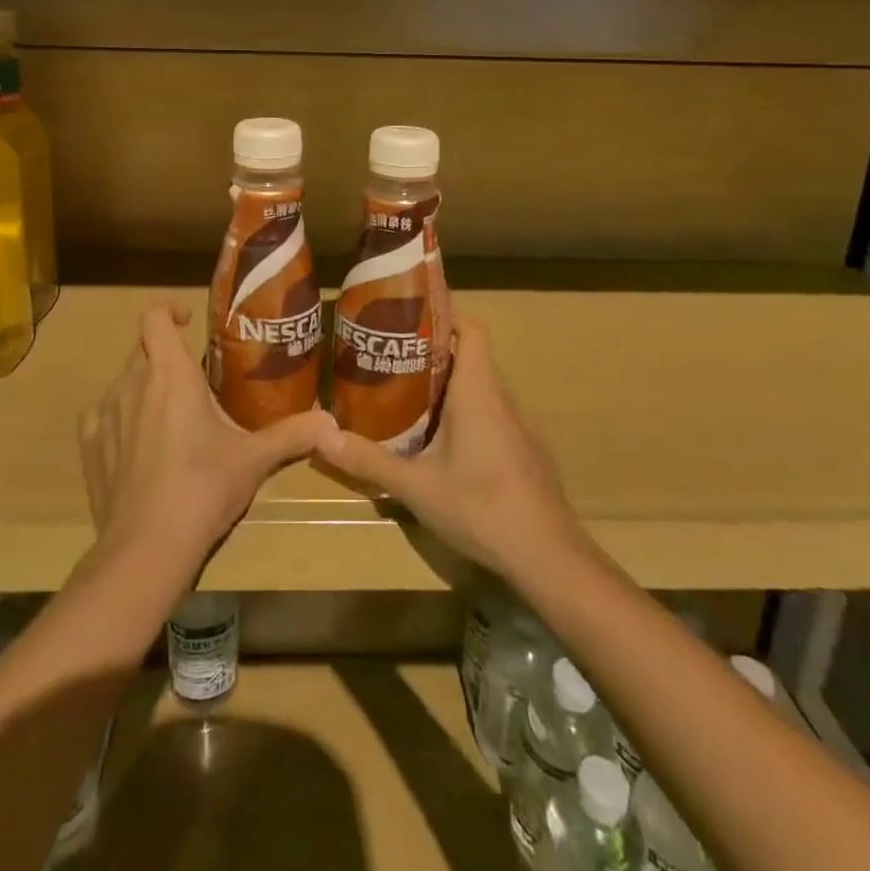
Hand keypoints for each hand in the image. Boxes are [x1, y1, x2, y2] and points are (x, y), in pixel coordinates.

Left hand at [79, 303, 338, 578]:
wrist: (146, 547)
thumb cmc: (204, 488)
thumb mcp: (254, 459)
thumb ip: (293, 435)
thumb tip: (332, 424)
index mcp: (170, 374)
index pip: (154, 317)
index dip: (169, 311)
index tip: (189, 322)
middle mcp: (131, 383)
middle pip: (142, 348)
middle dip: (166, 355)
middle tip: (195, 380)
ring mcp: (104, 413)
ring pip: (124, 382)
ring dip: (145, 387)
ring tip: (172, 417)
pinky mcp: (90, 445)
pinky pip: (105, 415)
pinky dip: (122, 418)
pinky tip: (140, 446)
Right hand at [320, 319, 585, 584]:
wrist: (549, 557)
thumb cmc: (482, 508)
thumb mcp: (416, 487)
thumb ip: (369, 461)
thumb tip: (320, 438)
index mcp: (478, 392)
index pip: (471, 329)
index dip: (445, 314)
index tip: (410, 314)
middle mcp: (502, 399)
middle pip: (470, 356)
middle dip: (432, 351)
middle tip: (390, 356)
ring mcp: (518, 426)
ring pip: (480, 387)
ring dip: (447, 383)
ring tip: (405, 393)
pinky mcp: (524, 450)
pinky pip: (491, 413)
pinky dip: (465, 411)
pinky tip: (440, 440)